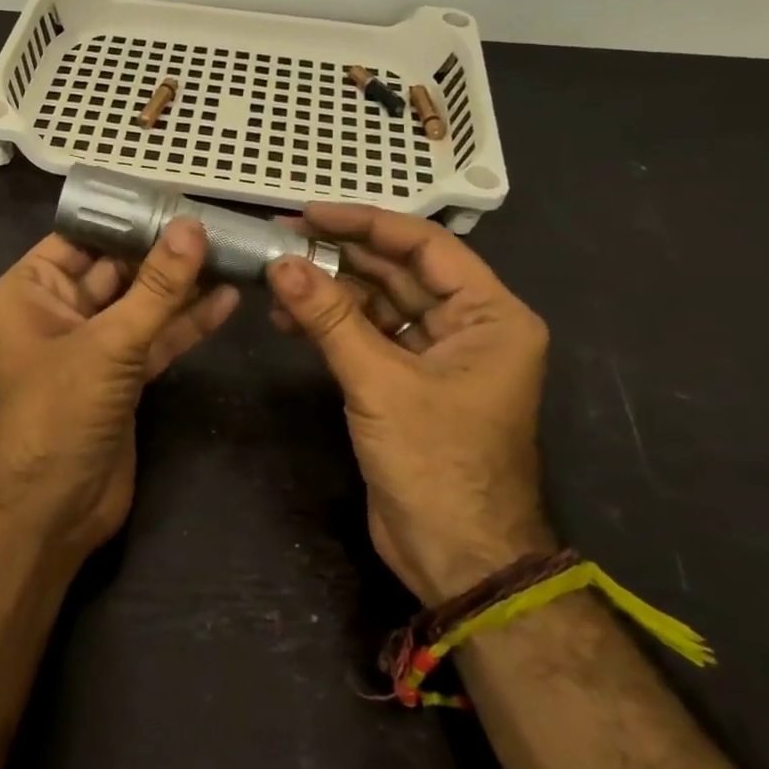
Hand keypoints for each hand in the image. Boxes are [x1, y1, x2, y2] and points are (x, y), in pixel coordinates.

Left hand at [0, 219, 239, 557]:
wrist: (50, 510)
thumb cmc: (58, 412)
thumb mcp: (107, 343)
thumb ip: (156, 288)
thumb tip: (192, 227)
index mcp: (32, 289)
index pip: (82, 236)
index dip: (127, 216)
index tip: (177, 196)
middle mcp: (59, 310)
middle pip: (117, 267)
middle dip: (163, 250)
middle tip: (217, 224)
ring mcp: (93, 345)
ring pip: (142, 304)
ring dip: (182, 285)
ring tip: (231, 255)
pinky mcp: (122, 376)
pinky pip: (156, 339)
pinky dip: (186, 323)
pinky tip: (226, 300)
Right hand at [265, 204, 552, 603]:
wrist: (454, 556)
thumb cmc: (436, 463)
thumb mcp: (380, 383)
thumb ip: (331, 319)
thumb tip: (282, 263)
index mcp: (490, 316)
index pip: (425, 246)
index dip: (366, 224)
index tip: (310, 213)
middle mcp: (468, 326)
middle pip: (399, 272)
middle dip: (341, 257)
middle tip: (282, 239)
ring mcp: (436, 355)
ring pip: (378, 305)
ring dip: (330, 293)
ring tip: (277, 280)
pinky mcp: (407, 382)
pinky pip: (367, 337)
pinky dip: (332, 327)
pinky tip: (290, 318)